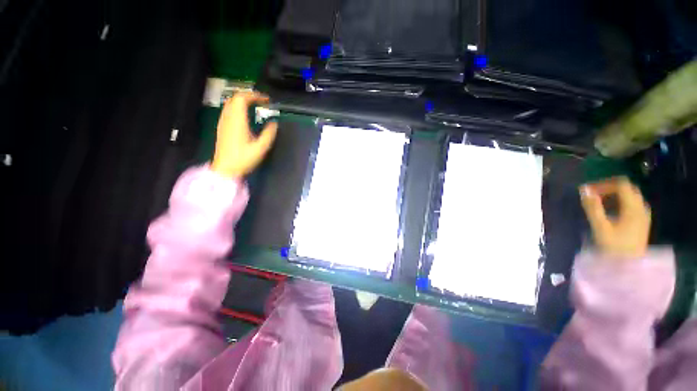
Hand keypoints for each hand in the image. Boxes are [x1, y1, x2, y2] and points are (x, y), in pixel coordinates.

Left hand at [211, 92, 277, 178]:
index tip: (266, 100)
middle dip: (249, 96)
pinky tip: (245, 115)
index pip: (242, 98)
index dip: (255, 95)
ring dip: (242, 101)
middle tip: (262, 101)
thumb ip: (269, 134)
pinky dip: (237, 107)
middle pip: (235, 98)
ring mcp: (223, 122)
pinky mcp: (222, 127)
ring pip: (230, 103)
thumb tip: (274, 123)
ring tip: (255, 106)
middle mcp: (228, 118)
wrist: (225, 169)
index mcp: (237, 121)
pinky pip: (228, 110)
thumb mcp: (261, 148)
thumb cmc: (243, 159)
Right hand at [580, 176, 650, 258]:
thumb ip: (593, 208)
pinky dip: (620, 203)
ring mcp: (643, 214)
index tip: (589, 191)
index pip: (621, 184)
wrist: (630, 266)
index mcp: (633, 207)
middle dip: (609, 188)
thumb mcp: (600, 227)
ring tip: (599, 204)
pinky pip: (632, 204)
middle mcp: (641, 207)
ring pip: (630, 195)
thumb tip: (583, 190)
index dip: (604, 184)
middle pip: (627, 188)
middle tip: (593, 196)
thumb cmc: (614, 246)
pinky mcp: (642, 220)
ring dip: (614, 196)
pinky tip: (610, 212)